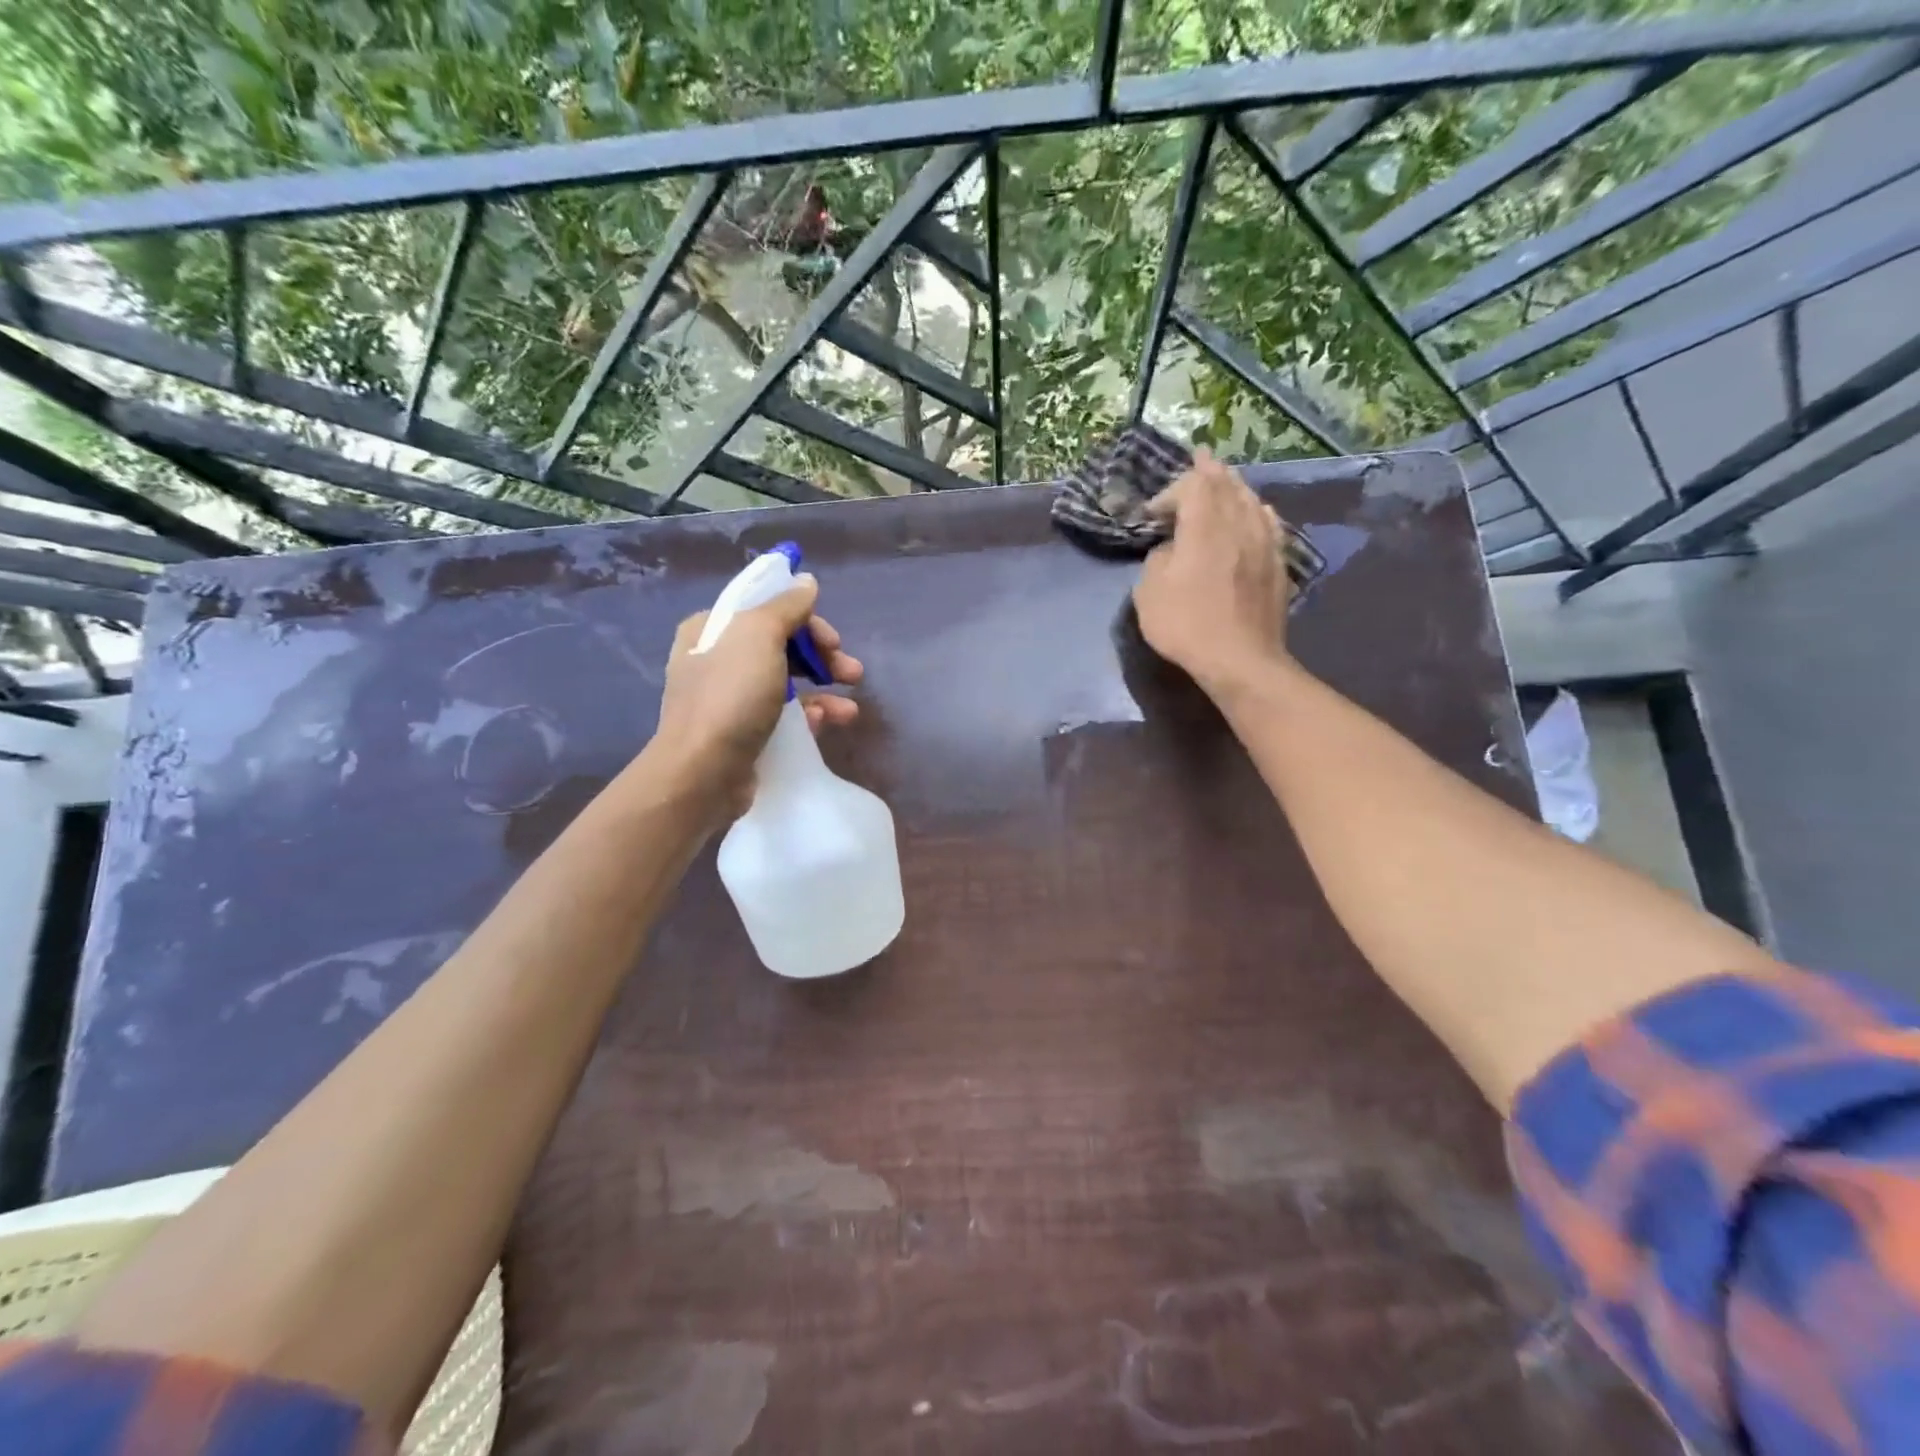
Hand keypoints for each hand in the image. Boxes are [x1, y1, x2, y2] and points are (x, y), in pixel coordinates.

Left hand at [648, 573, 862, 815]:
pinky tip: (830, 723)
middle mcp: (717, 661)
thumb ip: (786, 606)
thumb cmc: (730, 696)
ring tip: (851, 709)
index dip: (805, 621)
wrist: (704, 773)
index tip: (834, 640)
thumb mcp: (759, 636)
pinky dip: (810, 716)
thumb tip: (807, 581)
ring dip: (824, 690)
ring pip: (787, 684)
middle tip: (851, 672)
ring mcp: (730, 700)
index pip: (766, 610)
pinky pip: (784, 717)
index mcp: (712, 629)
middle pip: (781, 647)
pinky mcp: (744, 734)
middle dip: (821, 657)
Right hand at [1132, 450, 1291, 692]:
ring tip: (1226, 480)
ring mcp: (1264, 542)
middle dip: (1209, 472)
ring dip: (1235, 487)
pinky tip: (1257, 512)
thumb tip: (1170, 551)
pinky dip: (1257, 511)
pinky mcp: (1278, 564)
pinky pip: (1269, 524)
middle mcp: (1238, 524)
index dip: (1171, 490)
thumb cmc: (1186, 625)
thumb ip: (1157, 560)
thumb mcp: (1149, 594)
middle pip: (1227, 485)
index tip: (1152, 513)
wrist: (1240, 659)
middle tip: (1200, 459)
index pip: (1192, 486)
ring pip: (1251, 501)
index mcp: (1204, 526)